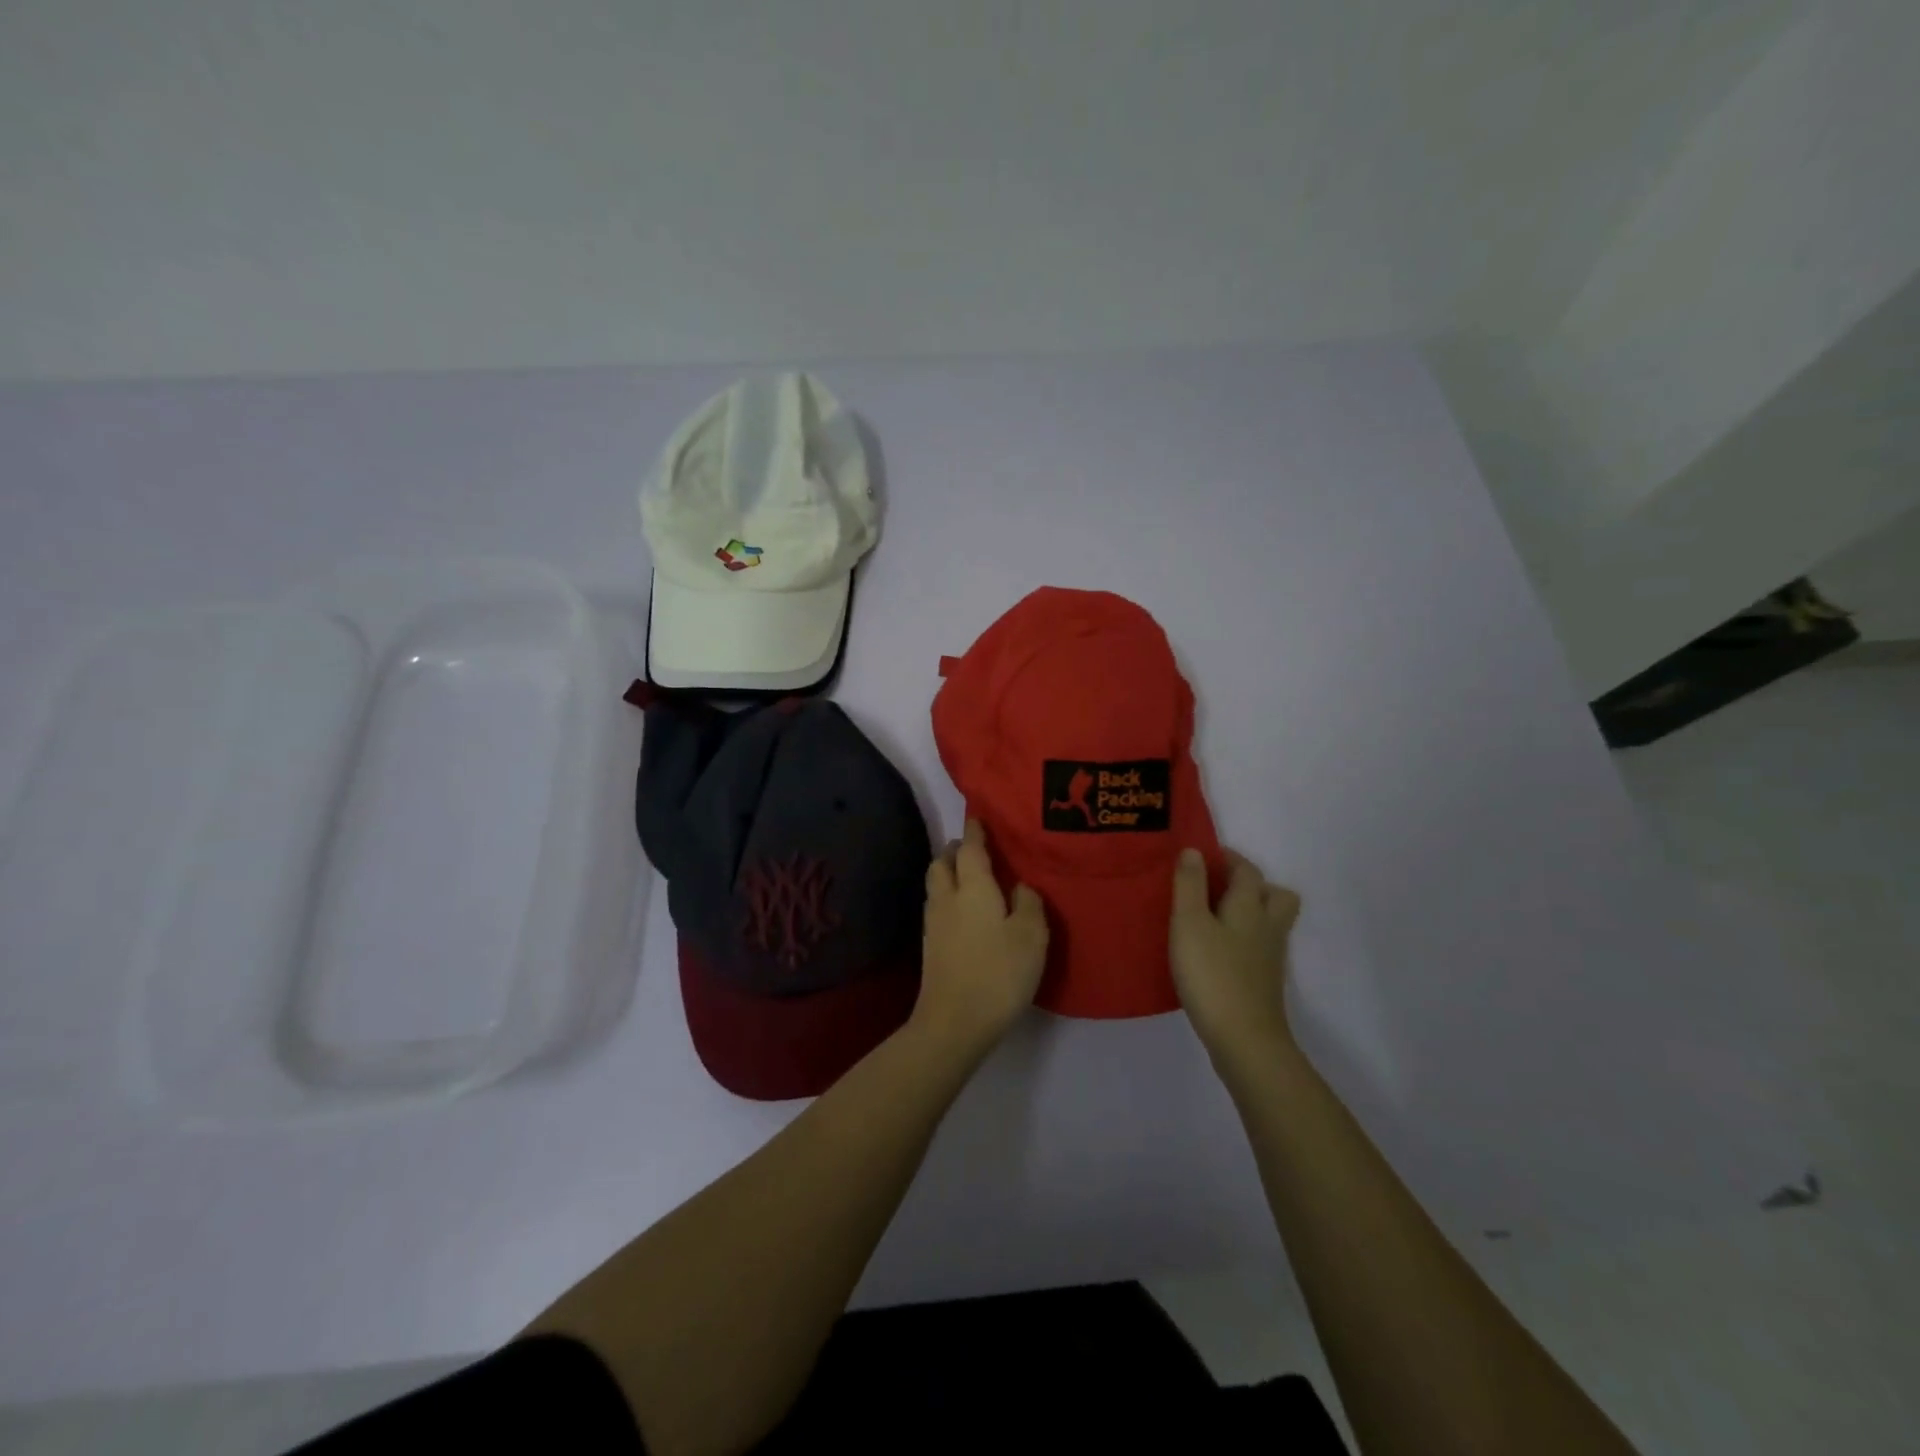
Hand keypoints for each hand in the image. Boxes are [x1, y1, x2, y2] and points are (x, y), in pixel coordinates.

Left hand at [915, 819, 1048, 1057]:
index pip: (971, 848)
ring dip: (949, 873)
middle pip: (943, 862)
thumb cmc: (998, 973)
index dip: (975, 830)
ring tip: (971, 877)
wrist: (953, 1022)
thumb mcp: (1031, 936)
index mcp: (973, 887)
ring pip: (936, 884)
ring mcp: (933, 923)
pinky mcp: (930, 946)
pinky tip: (965, 911)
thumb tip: (1020, 886)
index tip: (979, 817)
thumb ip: (1029, 903)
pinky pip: (937, 906)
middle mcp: (947, 897)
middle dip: (956, 850)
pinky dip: (949, 897)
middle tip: (975, 849)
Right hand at [1170, 847, 1301, 1066]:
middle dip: (1252, 884)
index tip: (1203, 856)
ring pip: (1270, 922)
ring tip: (1216, 916)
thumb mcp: (1189, 923)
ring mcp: (1270, 957)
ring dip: (1250, 911)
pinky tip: (1218, 950)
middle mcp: (1267, 926)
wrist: (1245, 1039)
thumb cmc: (1212, 974)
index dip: (1228, 858)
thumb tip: (1194, 851)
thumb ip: (1190, 885)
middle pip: (1275, 894)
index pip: (1247, 870)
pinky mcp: (1264, 981)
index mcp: (1249, 906)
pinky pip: (1260, 946)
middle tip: (1218, 887)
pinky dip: (1244, 939)